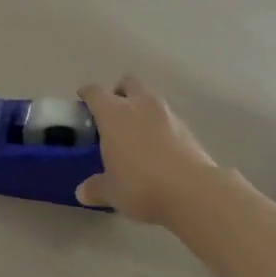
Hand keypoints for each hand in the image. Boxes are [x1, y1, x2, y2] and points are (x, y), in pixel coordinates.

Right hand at [75, 76, 217, 224]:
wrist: (193, 191)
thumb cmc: (140, 185)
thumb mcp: (111, 191)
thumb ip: (96, 187)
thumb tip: (82, 192)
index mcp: (113, 114)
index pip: (95, 92)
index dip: (87, 94)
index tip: (82, 98)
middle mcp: (140, 106)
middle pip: (128, 83)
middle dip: (119, 92)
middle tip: (113, 110)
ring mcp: (168, 115)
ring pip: (150, 99)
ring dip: (142, 108)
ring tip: (136, 131)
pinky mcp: (188, 130)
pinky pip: (168, 119)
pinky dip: (160, 126)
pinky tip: (158, 147)